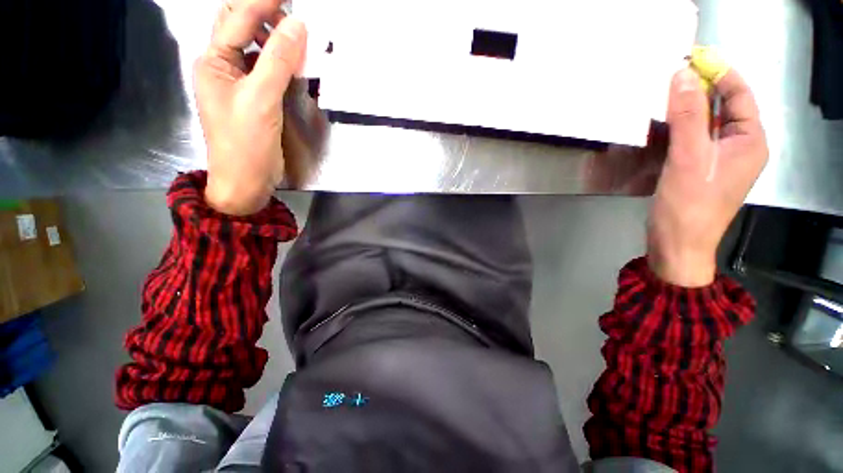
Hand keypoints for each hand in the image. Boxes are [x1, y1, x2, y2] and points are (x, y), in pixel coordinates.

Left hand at [194, 0, 306, 214]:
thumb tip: (297, 26)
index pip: (237, 20)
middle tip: (292, 10)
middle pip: (239, 27)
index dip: (261, 2)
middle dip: (264, 13)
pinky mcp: (255, 99)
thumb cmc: (246, 143)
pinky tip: (295, 59)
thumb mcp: (260, 100)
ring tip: (298, 32)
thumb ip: (277, 61)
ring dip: (274, 36)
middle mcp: (223, 67)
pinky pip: (266, 69)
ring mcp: (239, 84)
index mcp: (214, 62)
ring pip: (254, 48)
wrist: (246, 181)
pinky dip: (281, 60)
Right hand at [648, 67, 767, 286]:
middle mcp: (739, 145)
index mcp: (750, 140)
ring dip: (686, 108)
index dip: (718, 72)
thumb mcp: (690, 157)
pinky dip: (678, 127)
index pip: (739, 93)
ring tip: (662, 97)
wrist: (676, 244)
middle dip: (699, 89)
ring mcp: (718, 158)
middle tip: (670, 78)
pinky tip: (661, 124)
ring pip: (705, 122)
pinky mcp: (699, 168)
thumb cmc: (689, 204)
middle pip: (722, 106)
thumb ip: (689, 116)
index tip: (690, 58)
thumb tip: (682, 75)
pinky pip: (692, 138)